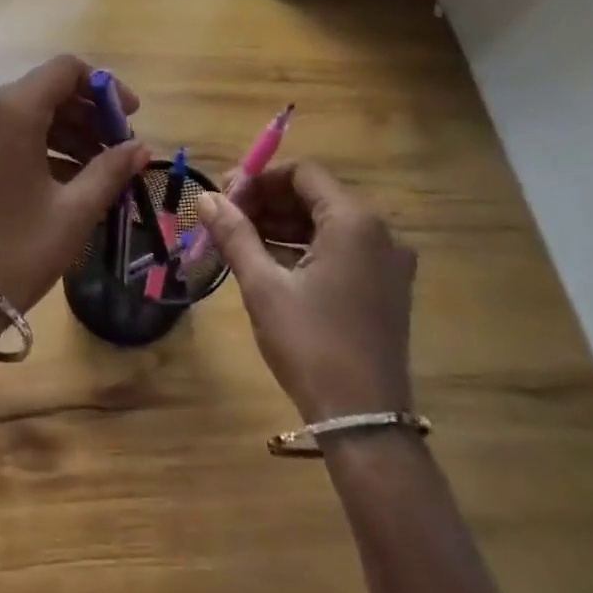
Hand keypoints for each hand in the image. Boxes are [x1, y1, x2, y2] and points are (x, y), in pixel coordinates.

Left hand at [0, 54, 149, 314]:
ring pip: (21, 111)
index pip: (65, 70)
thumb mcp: (75, 211)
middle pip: (43, 90)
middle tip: (116, 149)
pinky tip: (60, 177)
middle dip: (85, 114)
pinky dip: (33, 143)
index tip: (129, 119)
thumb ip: (111, 169)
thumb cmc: (18, 252)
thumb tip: (140, 148)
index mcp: (9, 110)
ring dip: (62, 131)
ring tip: (94, 168)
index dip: (104, 87)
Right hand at [195, 160, 415, 420]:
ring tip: (239, 240)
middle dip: (267, 201)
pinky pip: (340, 248)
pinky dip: (304, 247)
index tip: (225, 198)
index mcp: (355, 221)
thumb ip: (234, 234)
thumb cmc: (310, 344)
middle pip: (315, 195)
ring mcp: (387, 260)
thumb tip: (205, 197)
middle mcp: (379, 231)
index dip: (260, 178)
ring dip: (282, 224)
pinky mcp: (385, 285)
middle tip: (225, 218)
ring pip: (326, 222)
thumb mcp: (263, 286)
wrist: (363, 420)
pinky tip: (268, 261)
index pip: (303, 173)